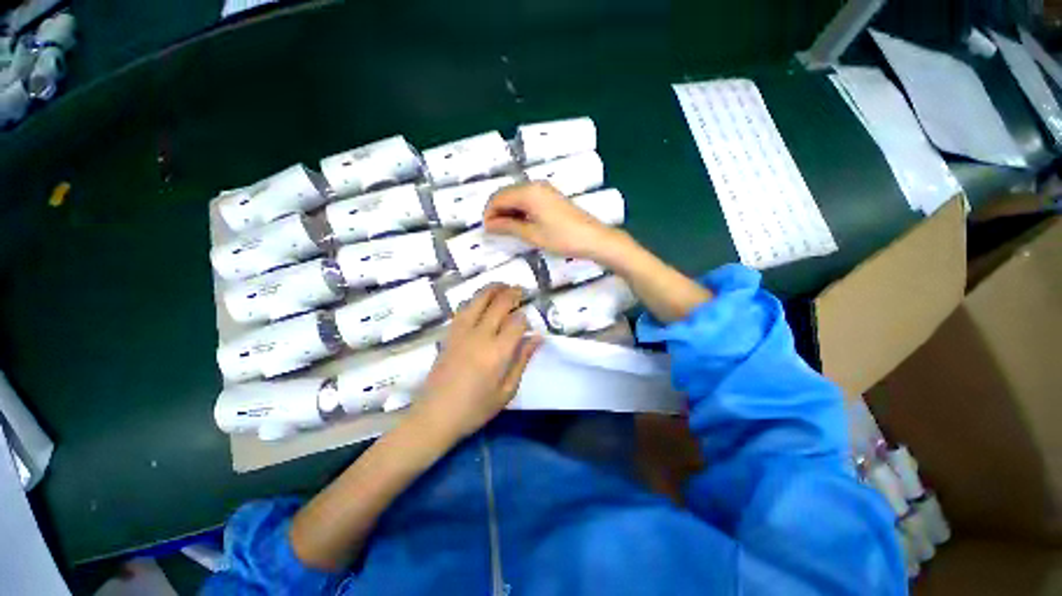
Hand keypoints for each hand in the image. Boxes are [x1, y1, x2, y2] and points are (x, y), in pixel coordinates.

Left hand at [411, 285, 541, 440]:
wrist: (435, 415)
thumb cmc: (476, 408)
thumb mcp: (507, 391)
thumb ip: (522, 360)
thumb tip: (537, 337)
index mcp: (498, 352)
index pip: (517, 322)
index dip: (525, 318)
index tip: (529, 321)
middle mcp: (480, 335)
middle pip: (499, 304)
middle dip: (512, 293)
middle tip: (521, 290)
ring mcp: (462, 332)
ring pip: (478, 300)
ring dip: (492, 289)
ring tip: (502, 285)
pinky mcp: (449, 334)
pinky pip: (463, 309)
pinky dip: (474, 299)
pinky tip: (480, 300)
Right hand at [484, 182, 624, 260]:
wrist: (593, 238)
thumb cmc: (562, 238)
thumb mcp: (532, 234)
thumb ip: (508, 227)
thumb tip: (488, 225)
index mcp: (528, 192)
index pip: (498, 197)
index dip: (489, 213)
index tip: (487, 230)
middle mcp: (534, 185)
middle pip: (506, 194)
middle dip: (497, 211)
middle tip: (496, 231)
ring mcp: (544, 189)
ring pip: (517, 196)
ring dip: (508, 211)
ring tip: (507, 230)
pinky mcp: (551, 196)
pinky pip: (528, 199)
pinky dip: (520, 210)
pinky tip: (521, 224)